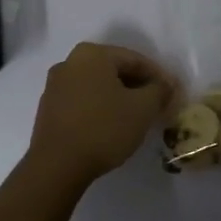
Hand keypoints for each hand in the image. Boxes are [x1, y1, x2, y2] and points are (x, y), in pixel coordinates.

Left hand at [28, 42, 175, 187]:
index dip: (158, 76)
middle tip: (156, 105)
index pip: (135, 59)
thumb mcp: (142, 108)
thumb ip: (159, 90)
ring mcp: (55, 85)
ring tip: (136, 117)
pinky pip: (82, 101)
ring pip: (97, 86)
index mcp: (92, 54)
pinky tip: (111, 126)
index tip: (172, 94)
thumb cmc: (103, 128)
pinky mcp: (48, 109)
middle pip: (114, 70)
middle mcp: (70, 62)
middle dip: (138, 86)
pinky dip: (100, 108)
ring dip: (119, 98)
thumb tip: (166, 85)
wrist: (56, 167)